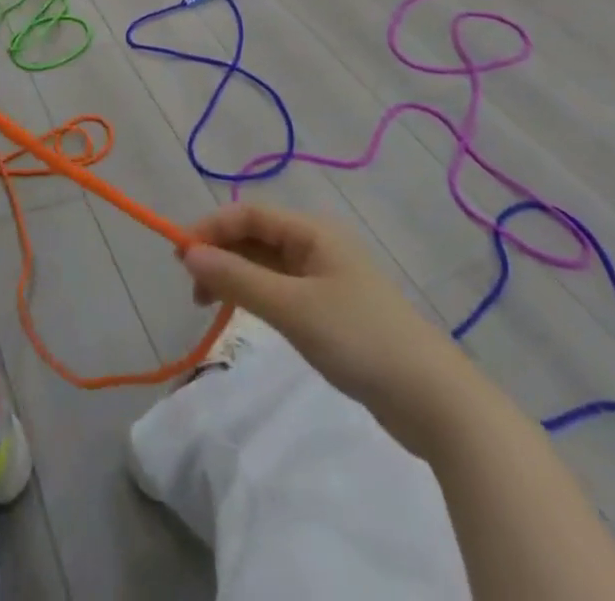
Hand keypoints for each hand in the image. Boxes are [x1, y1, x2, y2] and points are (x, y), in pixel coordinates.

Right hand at [179, 205, 473, 452]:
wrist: (434, 400)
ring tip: (210, 305)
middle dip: (220, 254)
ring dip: (235, 276)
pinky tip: (245, 314)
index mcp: (311, 231)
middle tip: (193, 290)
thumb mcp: (292, 308)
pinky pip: (281, 288)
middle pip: (255, 236)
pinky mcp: (331, 309)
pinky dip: (256, 294)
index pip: (248, 214)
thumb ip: (237, 278)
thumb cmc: (359, 339)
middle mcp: (317, 245)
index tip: (180, 258)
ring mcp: (326, 277)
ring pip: (266, 264)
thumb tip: (187, 252)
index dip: (210, 229)